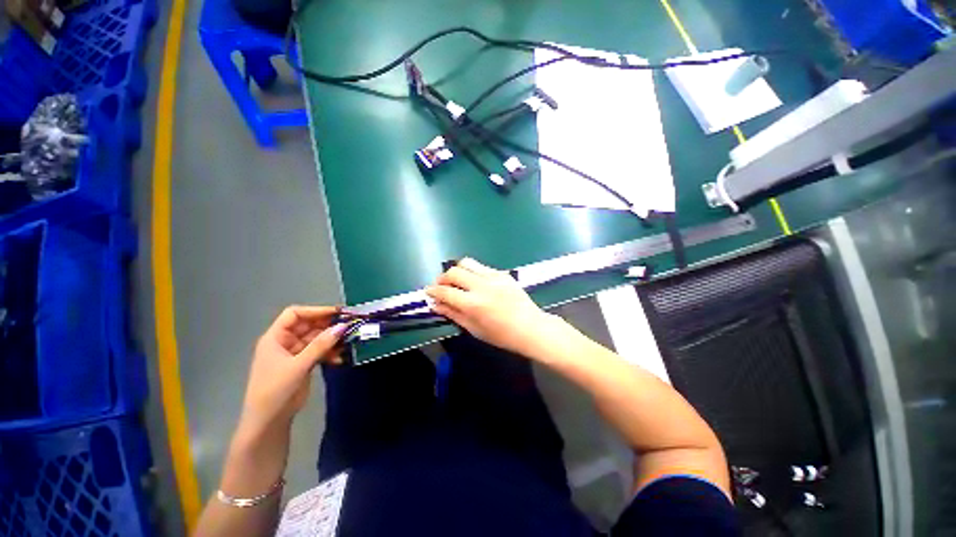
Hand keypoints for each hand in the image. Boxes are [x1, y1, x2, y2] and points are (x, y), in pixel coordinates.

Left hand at [238, 305, 347, 433]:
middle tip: (349, 326)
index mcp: (276, 337)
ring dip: (332, 340)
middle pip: (309, 325)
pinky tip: (340, 358)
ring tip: (348, 343)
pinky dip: (330, 353)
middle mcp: (285, 342)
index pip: (295, 314)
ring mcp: (295, 353)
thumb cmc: (275, 389)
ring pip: (317, 339)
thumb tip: (342, 326)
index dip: (316, 311)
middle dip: (328, 325)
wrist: (269, 421)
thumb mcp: (298, 365)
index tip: (337, 313)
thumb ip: (321, 345)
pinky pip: (320, 351)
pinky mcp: (303, 364)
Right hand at [425, 258, 568, 357]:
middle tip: (441, 287)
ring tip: (457, 281)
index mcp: (473, 304)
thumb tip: (436, 304)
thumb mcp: (474, 329)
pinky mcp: (502, 273)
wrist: (530, 327)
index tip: (428, 292)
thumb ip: (453, 314)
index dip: (433, 291)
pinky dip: (472, 272)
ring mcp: (493, 276)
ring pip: (467, 263)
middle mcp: (481, 286)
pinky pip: (481, 267)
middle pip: (453, 272)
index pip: (445, 291)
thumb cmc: (501, 335)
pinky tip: (475, 283)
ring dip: (457, 270)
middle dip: (442, 278)